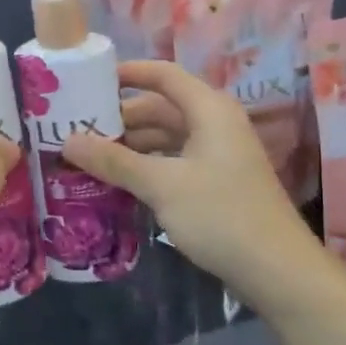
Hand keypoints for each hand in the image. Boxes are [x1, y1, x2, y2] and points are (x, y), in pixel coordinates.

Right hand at [61, 61, 320, 297]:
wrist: (278, 271)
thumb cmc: (221, 215)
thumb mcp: (161, 185)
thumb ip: (114, 161)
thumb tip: (68, 141)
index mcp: (209, 110)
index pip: (163, 74)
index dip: (128, 73)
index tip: (89, 80)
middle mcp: (214, 125)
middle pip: (160, 108)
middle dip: (120, 118)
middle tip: (76, 128)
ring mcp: (217, 156)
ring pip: (165, 139)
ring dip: (130, 146)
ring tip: (88, 157)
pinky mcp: (216, 184)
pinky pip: (172, 162)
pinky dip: (145, 167)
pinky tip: (117, 182)